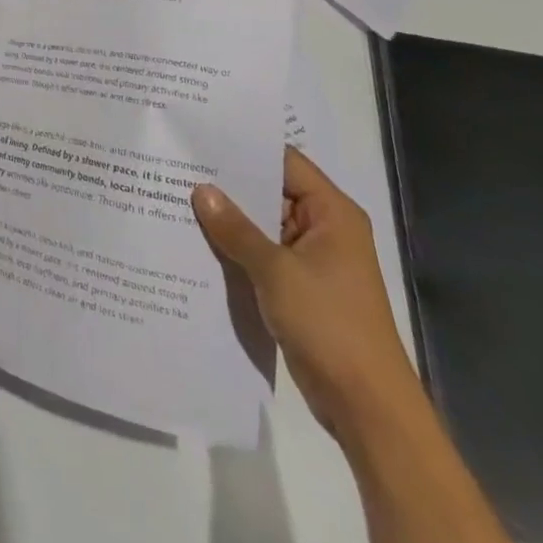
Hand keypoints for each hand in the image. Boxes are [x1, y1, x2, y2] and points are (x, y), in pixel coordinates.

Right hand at [193, 147, 421, 439]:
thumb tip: (201, 190)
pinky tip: (196, 239)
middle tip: (178, 164)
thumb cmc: (330, 325)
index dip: (244, 148)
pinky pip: (261, 254)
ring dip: (228, 218)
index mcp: (332, 213)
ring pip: (261, 225)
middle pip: (270, 191)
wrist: (366, 407)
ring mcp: (311, 259)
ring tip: (176, 195)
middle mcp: (324, 228)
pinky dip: (234, 247)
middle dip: (228, 184)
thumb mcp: (276, 271)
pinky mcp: (298, 286)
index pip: (284, 162)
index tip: (201, 136)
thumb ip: (236, 228)